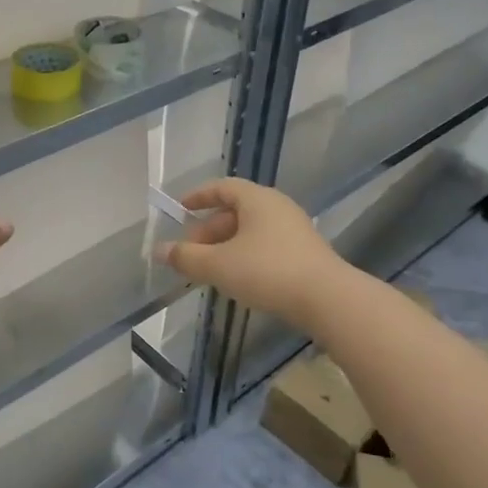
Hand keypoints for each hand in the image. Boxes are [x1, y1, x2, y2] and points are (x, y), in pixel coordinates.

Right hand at [154, 178, 344, 326]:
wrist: (328, 300)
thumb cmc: (268, 271)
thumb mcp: (218, 265)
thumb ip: (186, 257)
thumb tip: (159, 250)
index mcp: (257, 199)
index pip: (222, 187)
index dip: (198, 197)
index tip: (179, 210)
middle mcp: (277, 207)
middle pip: (235, 210)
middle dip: (208, 230)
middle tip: (190, 252)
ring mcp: (294, 230)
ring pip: (251, 231)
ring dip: (226, 246)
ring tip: (210, 269)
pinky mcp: (305, 254)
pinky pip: (266, 246)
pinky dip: (246, 256)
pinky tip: (238, 279)